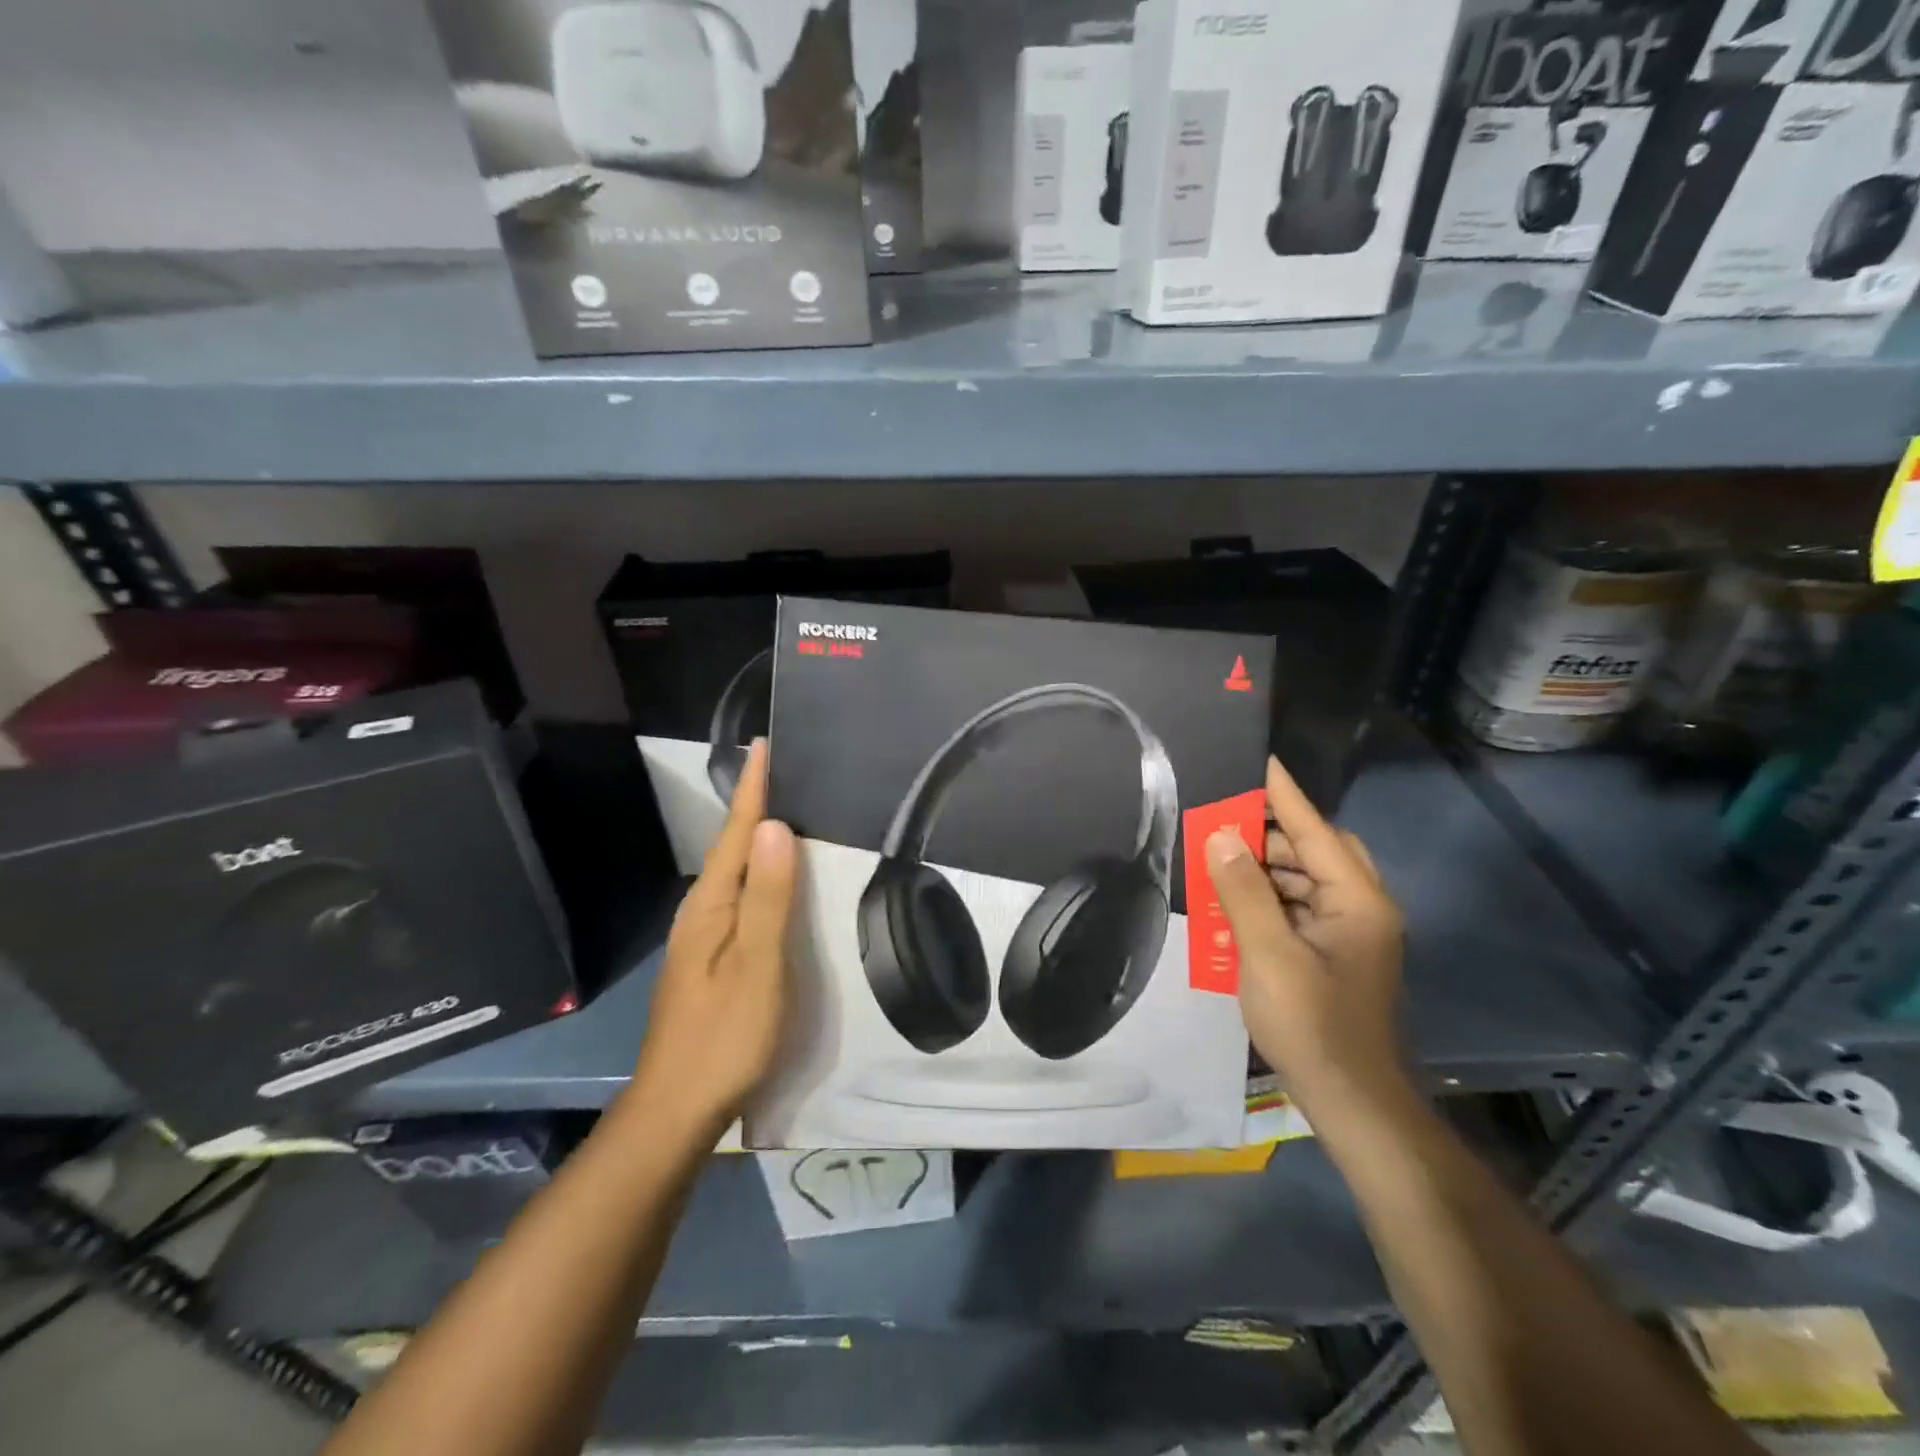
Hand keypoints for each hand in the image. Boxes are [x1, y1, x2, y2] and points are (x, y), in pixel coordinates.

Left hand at [629, 740, 795, 1139]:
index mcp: (712, 906)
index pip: (738, 833)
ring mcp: (704, 939)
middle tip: (792, 769)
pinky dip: (763, 876)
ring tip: (793, 811)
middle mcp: (703, 913)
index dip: (754, 789)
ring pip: (738, 874)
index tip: (766, 744)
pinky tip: (781, 882)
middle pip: (734, 847)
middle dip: (759, 805)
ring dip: (761, 839)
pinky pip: (743, 899)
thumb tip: (777, 827)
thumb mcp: (756, 967)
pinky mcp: (713, 961)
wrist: (676, 1111)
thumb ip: (768, 898)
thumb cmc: (723, 1037)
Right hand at [1205, 756, 1405, 1112]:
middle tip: (1223, 824)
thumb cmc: (1312, 1025)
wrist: (1353, 1103)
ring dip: (1268, 869)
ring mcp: (1353, 934)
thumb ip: (1244, 892)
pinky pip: (1303, 908)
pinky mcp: (1338, 955)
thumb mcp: (1268, 955)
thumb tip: (1221, 836)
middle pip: (1317, 851)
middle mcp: (1363, 909)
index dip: (1284, 794)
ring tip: (1220, 862)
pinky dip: (1272, 899)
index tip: (1259, 759)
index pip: (1315, 830)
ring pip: (1309, 880)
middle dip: (1271, 835)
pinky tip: (1236, 904)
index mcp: (1357, 901)